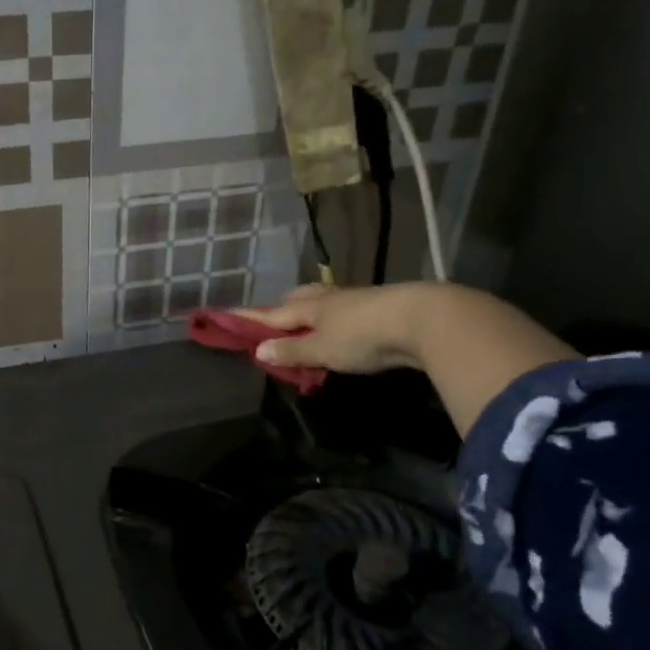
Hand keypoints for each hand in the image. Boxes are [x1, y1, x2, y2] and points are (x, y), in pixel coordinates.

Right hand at [240, 282, 429, 374]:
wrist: (423, 320)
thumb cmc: (363, 335)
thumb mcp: (323, 349)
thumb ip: (293, 351)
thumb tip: (258, 350)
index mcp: (310, 307)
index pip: (272, 314)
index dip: (250, 318)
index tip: (226, 314)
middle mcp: (330, 298)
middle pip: (300, 298)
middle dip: (285, 306)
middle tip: (276, 317)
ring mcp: (357, 300)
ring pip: (325, 301)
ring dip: (312, 309)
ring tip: (307, 320)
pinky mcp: (381, 308)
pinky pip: (347, 310)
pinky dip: (336, 318)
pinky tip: (343, 326)